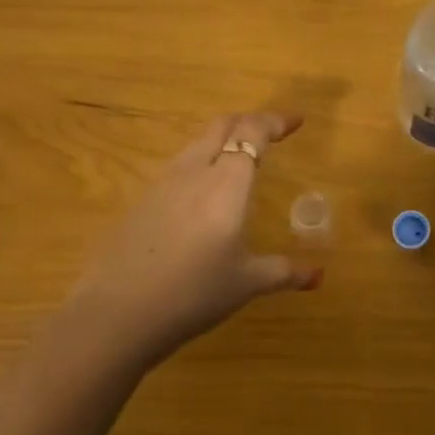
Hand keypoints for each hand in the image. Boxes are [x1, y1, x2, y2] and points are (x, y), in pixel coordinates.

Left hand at [70, 111, 321, 363]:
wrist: (116, 313)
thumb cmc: (193, 293)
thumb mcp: (246, 284)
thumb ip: (284, 272)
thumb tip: (318, 276)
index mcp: (226, 183)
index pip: (253, 133)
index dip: (276, 121)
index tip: (296, 121)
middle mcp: (194, 171)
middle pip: (222, 126)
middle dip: (249, 122)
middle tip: (270, 133)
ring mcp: (162, 184)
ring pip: (196, 143)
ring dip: (221, 139)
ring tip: (237, 157)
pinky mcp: (141, 201)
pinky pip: (178, 166)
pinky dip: (199, 163)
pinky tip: (201, 193)